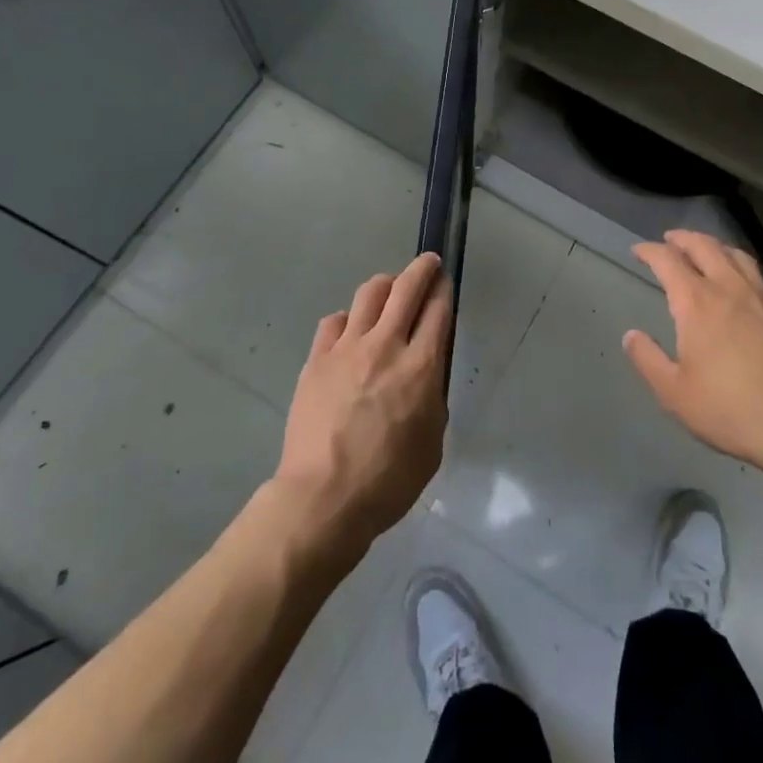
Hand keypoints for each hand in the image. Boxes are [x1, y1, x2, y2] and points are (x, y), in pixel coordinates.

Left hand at [274, 252, 452, 552]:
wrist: (322, 498)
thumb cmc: (387, 481)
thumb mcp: (432, 445)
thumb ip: (433, 400)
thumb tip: (426, 378)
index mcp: (421, 367)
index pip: (438, 310)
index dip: (444, 290)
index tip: (445, 281)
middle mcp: (386, 345)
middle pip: (406, 288)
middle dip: (421, 269)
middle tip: (427, 263)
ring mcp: (347, 348)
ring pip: (369, 293)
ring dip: (385, 285)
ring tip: (389, 289)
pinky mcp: (317, 359)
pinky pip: (334, 321)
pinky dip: (348, 320)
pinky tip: (350, 331)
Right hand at [625, 230, 762, 482]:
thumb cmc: (730, 410)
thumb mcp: (673, 393)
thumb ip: (648, 360)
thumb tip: (631, 335)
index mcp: (697, 302)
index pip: (667, 260)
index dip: (649, 251)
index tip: (638, 251)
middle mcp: (729, 288)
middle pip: (704, 246)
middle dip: (682, 238)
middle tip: (669, 240)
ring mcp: (762, 297)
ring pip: (737, 255)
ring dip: (715, 246)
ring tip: (706, 250)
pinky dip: (747, 272)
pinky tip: (748, 285)